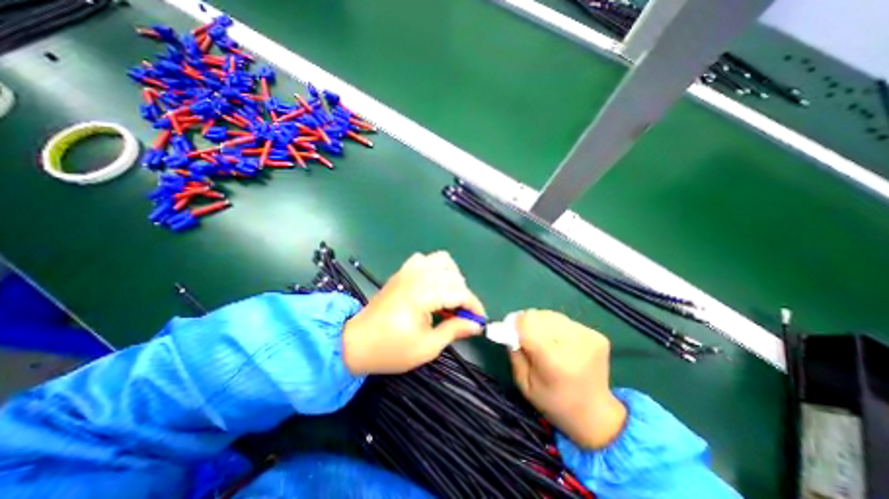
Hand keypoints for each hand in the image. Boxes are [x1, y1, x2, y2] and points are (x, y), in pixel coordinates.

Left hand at [342, 254, 485, 374]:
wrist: (355, 342)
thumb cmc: (390, 349)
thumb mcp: (427, 347)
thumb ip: (454, 330)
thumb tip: (476, 324)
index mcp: (423, 295)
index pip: (459, 292)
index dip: (474, 306)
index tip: (479, 320)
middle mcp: (417, 276)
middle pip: (454, 274)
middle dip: (464, 293)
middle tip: (461, 314)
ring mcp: (408, 271)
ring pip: (441, 260)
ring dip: (452, 276)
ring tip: (449, 296)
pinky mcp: (402, 271)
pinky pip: (425, 259)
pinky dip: (435, 268)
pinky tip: (433, 285)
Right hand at [511, 310, 626, 449]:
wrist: (595, 415)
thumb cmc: (553, 403)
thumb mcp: (524, 384)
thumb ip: (514, 353)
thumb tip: (509, 327)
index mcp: (554, 361)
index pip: (528, 323)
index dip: (515, 324)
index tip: (511, 331)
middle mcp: (574, 345)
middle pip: (539, 316)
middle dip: (528, 323)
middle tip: (527, 338)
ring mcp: (589, 338)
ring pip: (551, 315)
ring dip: (542, 324)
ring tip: (545, 341)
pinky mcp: (596, 335)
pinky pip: (565, 321)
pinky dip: (556, 327)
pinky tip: (560, 343)